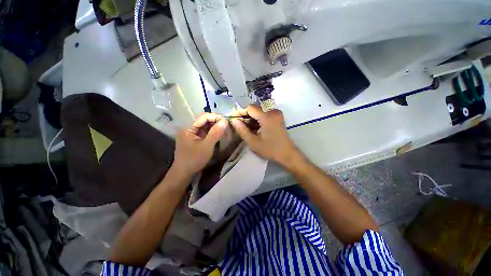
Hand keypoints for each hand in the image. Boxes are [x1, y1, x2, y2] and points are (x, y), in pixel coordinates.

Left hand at [172, 113, 227, 175]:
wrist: (184, 172)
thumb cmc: (194, 159)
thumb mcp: (207, 146)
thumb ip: (215, 133)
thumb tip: (225, 121)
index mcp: (188, 127)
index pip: (203, 117)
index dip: (215, 117)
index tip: (226, 120)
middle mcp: (188, 127)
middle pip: (203, 119)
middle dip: (215, 121)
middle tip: (226, 124)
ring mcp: (191, 132)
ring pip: (204, 125)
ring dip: (214, 125)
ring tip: (224, 128)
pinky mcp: (194, 137)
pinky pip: (204, 131)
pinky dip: (212, 131)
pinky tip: (218, 132)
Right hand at [229, 104, 301, 166]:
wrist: (287, 154)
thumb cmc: (270, 149)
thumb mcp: (253, 142)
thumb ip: (242, 130)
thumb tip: (233, 120)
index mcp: (267, 117)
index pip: (250, 108)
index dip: (240, 112)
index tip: (233, 119)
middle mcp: (273, 112)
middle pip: (255, 109)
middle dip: (245, 116)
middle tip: (238, 125)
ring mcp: (276, 114)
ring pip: (259, 112)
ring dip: (251, 119)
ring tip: (244, 128)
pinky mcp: (278, 118)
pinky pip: (264, 115)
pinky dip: (257, 120)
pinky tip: (253, 128)